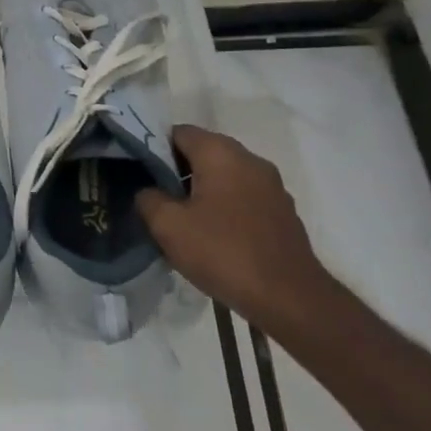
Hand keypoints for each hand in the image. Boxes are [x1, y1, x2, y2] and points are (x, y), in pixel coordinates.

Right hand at [135, 125, 327, 322]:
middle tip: (157, 198)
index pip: (178, 132)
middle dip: (178, 170)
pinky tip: (214, 235)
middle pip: (203, 151)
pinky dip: (226, 206)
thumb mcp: (168, 226)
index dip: (155, 148)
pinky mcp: (283, 211)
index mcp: (221, 153)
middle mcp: (250, 159)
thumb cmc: (223, 252)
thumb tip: (149, 192)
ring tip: (183, 219)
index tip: (140, 173)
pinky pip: (244, 196)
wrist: (289, 298)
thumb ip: (148, 199)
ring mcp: (272, 185)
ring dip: (202, 189)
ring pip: (225, 175)